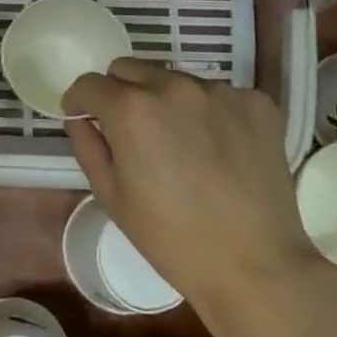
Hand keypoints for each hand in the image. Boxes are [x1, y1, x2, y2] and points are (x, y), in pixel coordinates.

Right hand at [63, 60, 330, 330]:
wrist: (257, 267)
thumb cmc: (173, 239)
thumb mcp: (113, 197)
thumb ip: (88, 146)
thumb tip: (79, 117)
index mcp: (131, 109)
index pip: (90, 83)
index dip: (80, 101)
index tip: (85, 117)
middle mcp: (173, 86)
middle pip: (130, 70)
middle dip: (120, 93)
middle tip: (132, 132)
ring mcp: (220, 91)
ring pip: (175, 79)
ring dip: (167, 101)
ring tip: (182, 144)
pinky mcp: (256, 102)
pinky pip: (218, 95)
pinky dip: (209, 113)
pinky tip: (219, 149)